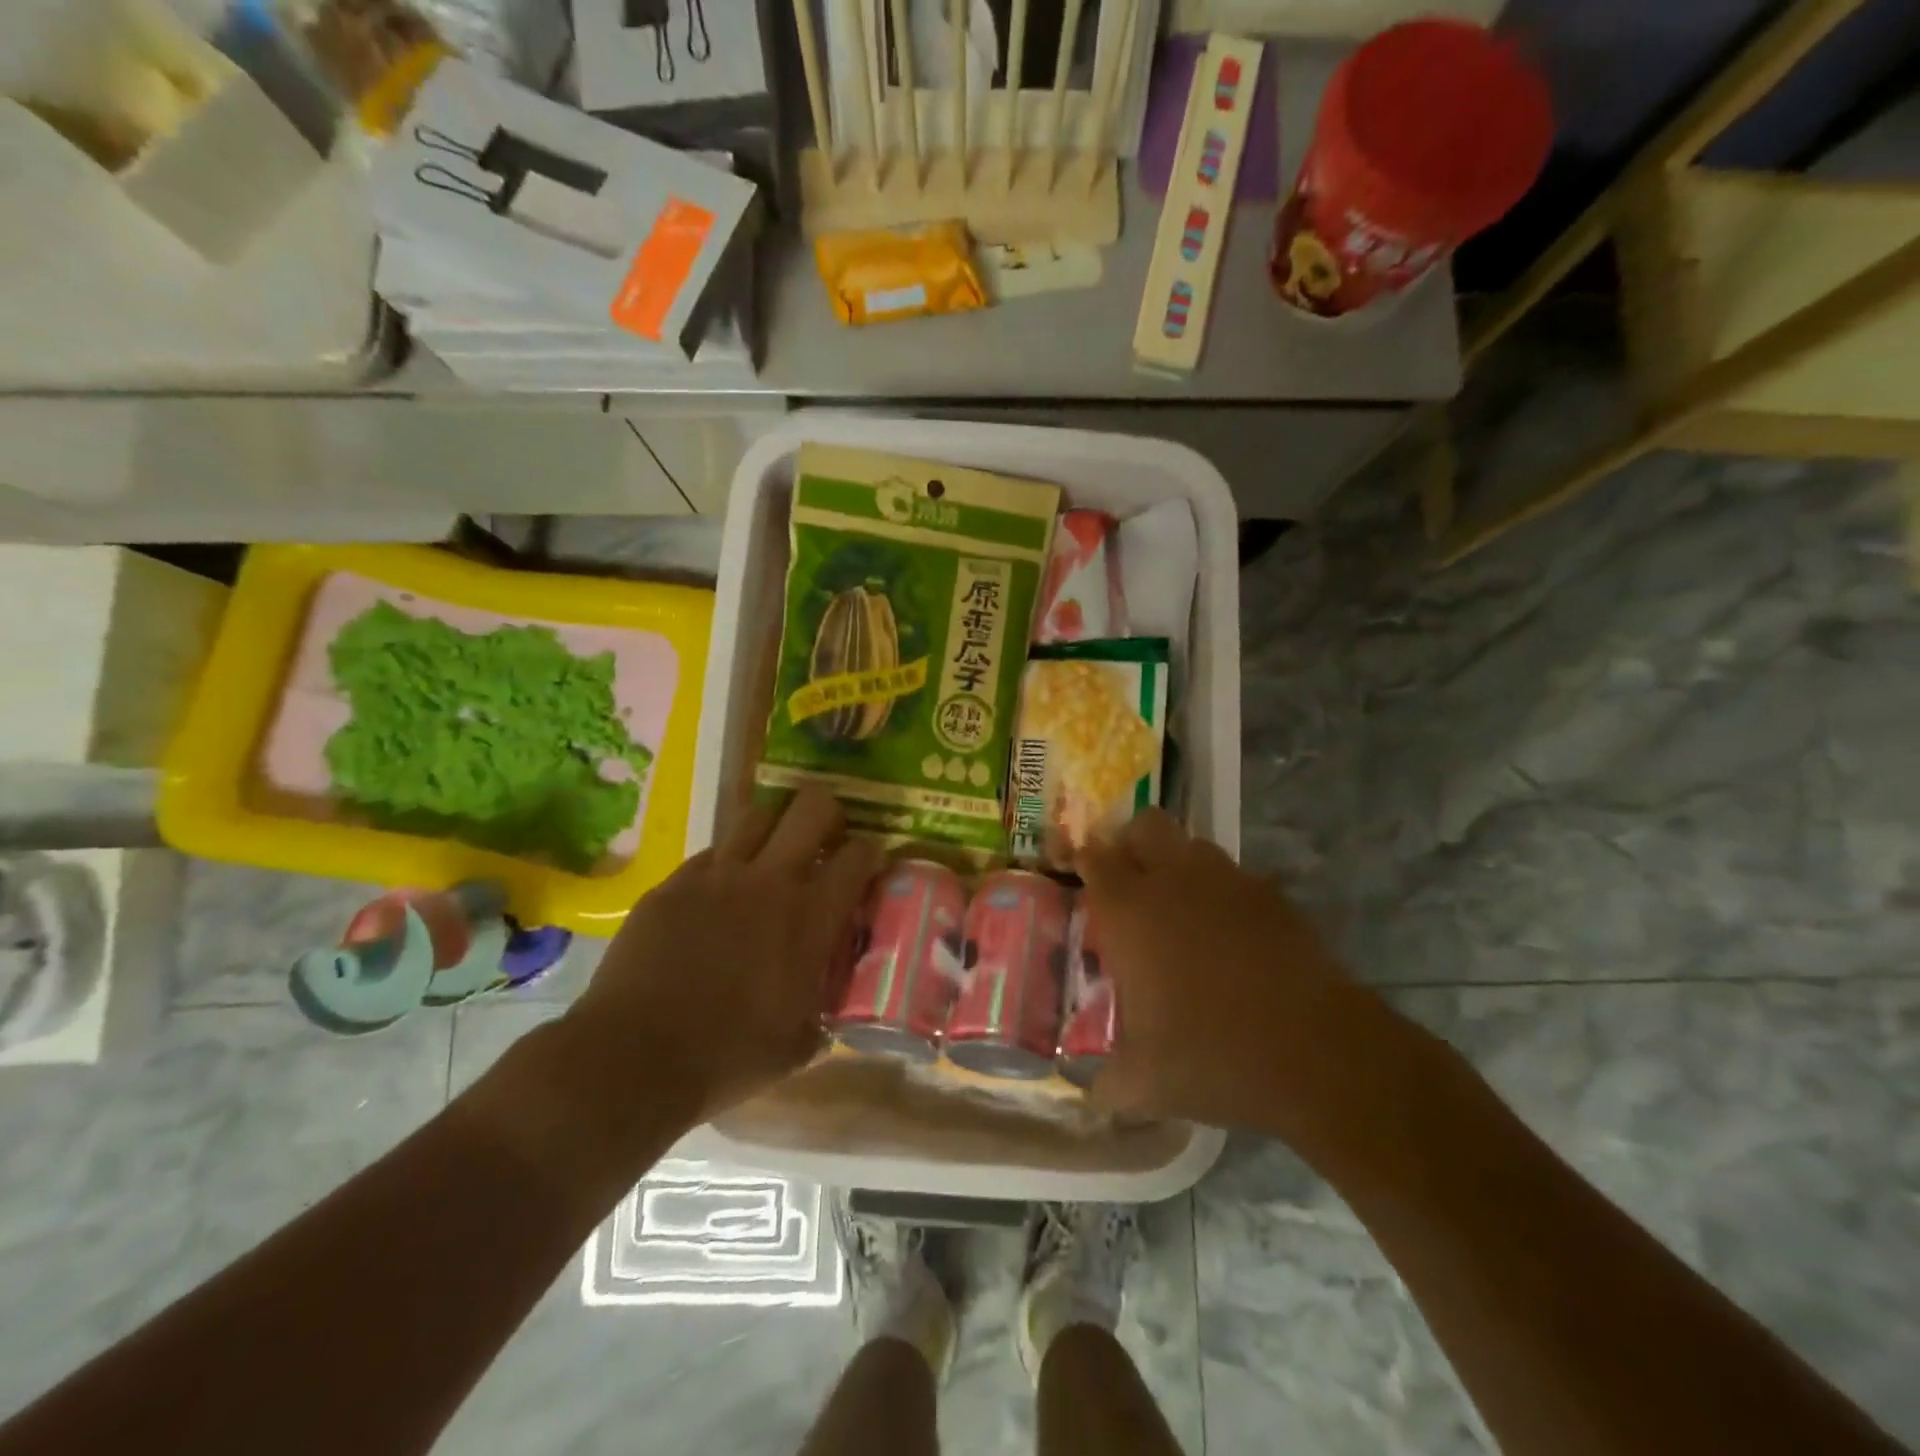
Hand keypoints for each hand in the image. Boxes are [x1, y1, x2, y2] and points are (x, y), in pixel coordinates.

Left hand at [562, 786, 881, 1126]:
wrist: (634, 1059)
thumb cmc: (727, 1057)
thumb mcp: (798, 1043)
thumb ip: (823, 1006)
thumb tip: (830, 1000)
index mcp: (810, 917)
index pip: (858, 855)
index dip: (871, 852)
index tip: (869, 863)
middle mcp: (768, 880)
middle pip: (810, 807)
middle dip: (827, 812)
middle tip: (825, 837)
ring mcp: (716, 876)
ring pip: (756, 816)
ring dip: (775, 828)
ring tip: (773, 854)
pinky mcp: (672, 884)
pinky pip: (710, 854)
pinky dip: (726, 863)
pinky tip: (720, 892)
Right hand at [1076, 810, 1415, 1158]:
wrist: (1320, 1056)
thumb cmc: (1214, 1057)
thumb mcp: (1145, 1085)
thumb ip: (1106, 1084)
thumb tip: (1090, 1096)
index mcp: (1131, 911)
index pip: (1094, 858)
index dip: (1084, 860)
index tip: (1081, 876)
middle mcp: (1175, 881)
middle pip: (1145, 825)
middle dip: (1130, 843)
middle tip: (1127, 885)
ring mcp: (1230, 883)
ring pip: (1193, 845)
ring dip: (1177, 864)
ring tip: (1177, 910)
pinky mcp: (1273, 898)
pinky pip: (1236, 878)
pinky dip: (1221, 893)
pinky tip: (1228, 937)